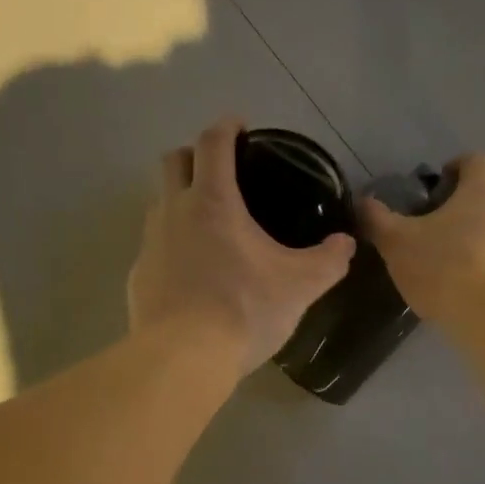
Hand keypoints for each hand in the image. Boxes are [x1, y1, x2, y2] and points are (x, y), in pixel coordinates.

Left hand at [128, 118, 357, 375]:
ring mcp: (150, 244)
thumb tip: (346, 244)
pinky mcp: (138, 276)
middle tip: (220, 169)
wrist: (183, 358)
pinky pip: (154, 245)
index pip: (213, 143)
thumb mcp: (300, 286)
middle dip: (195, 154)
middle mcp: (173, 211)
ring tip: (209, 223)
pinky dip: (172, 244)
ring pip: (159, 202)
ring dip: (180, 199)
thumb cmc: (244, 309)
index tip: (240, 125)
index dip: (227, 126)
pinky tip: (193, 272)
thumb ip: (328, 260)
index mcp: (213, 201)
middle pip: (173, 160)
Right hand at [359, 153, 484, 321]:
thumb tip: (364, 203)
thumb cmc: (444, 267)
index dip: (455, 167)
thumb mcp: (397, 242)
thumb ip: (377, 219)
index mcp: (482, 190)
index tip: (435, 187)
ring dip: (474, 236)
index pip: (475, 160)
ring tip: (447, 259)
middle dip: (460, 206)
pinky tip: (464, 285)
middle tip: (432, 226)